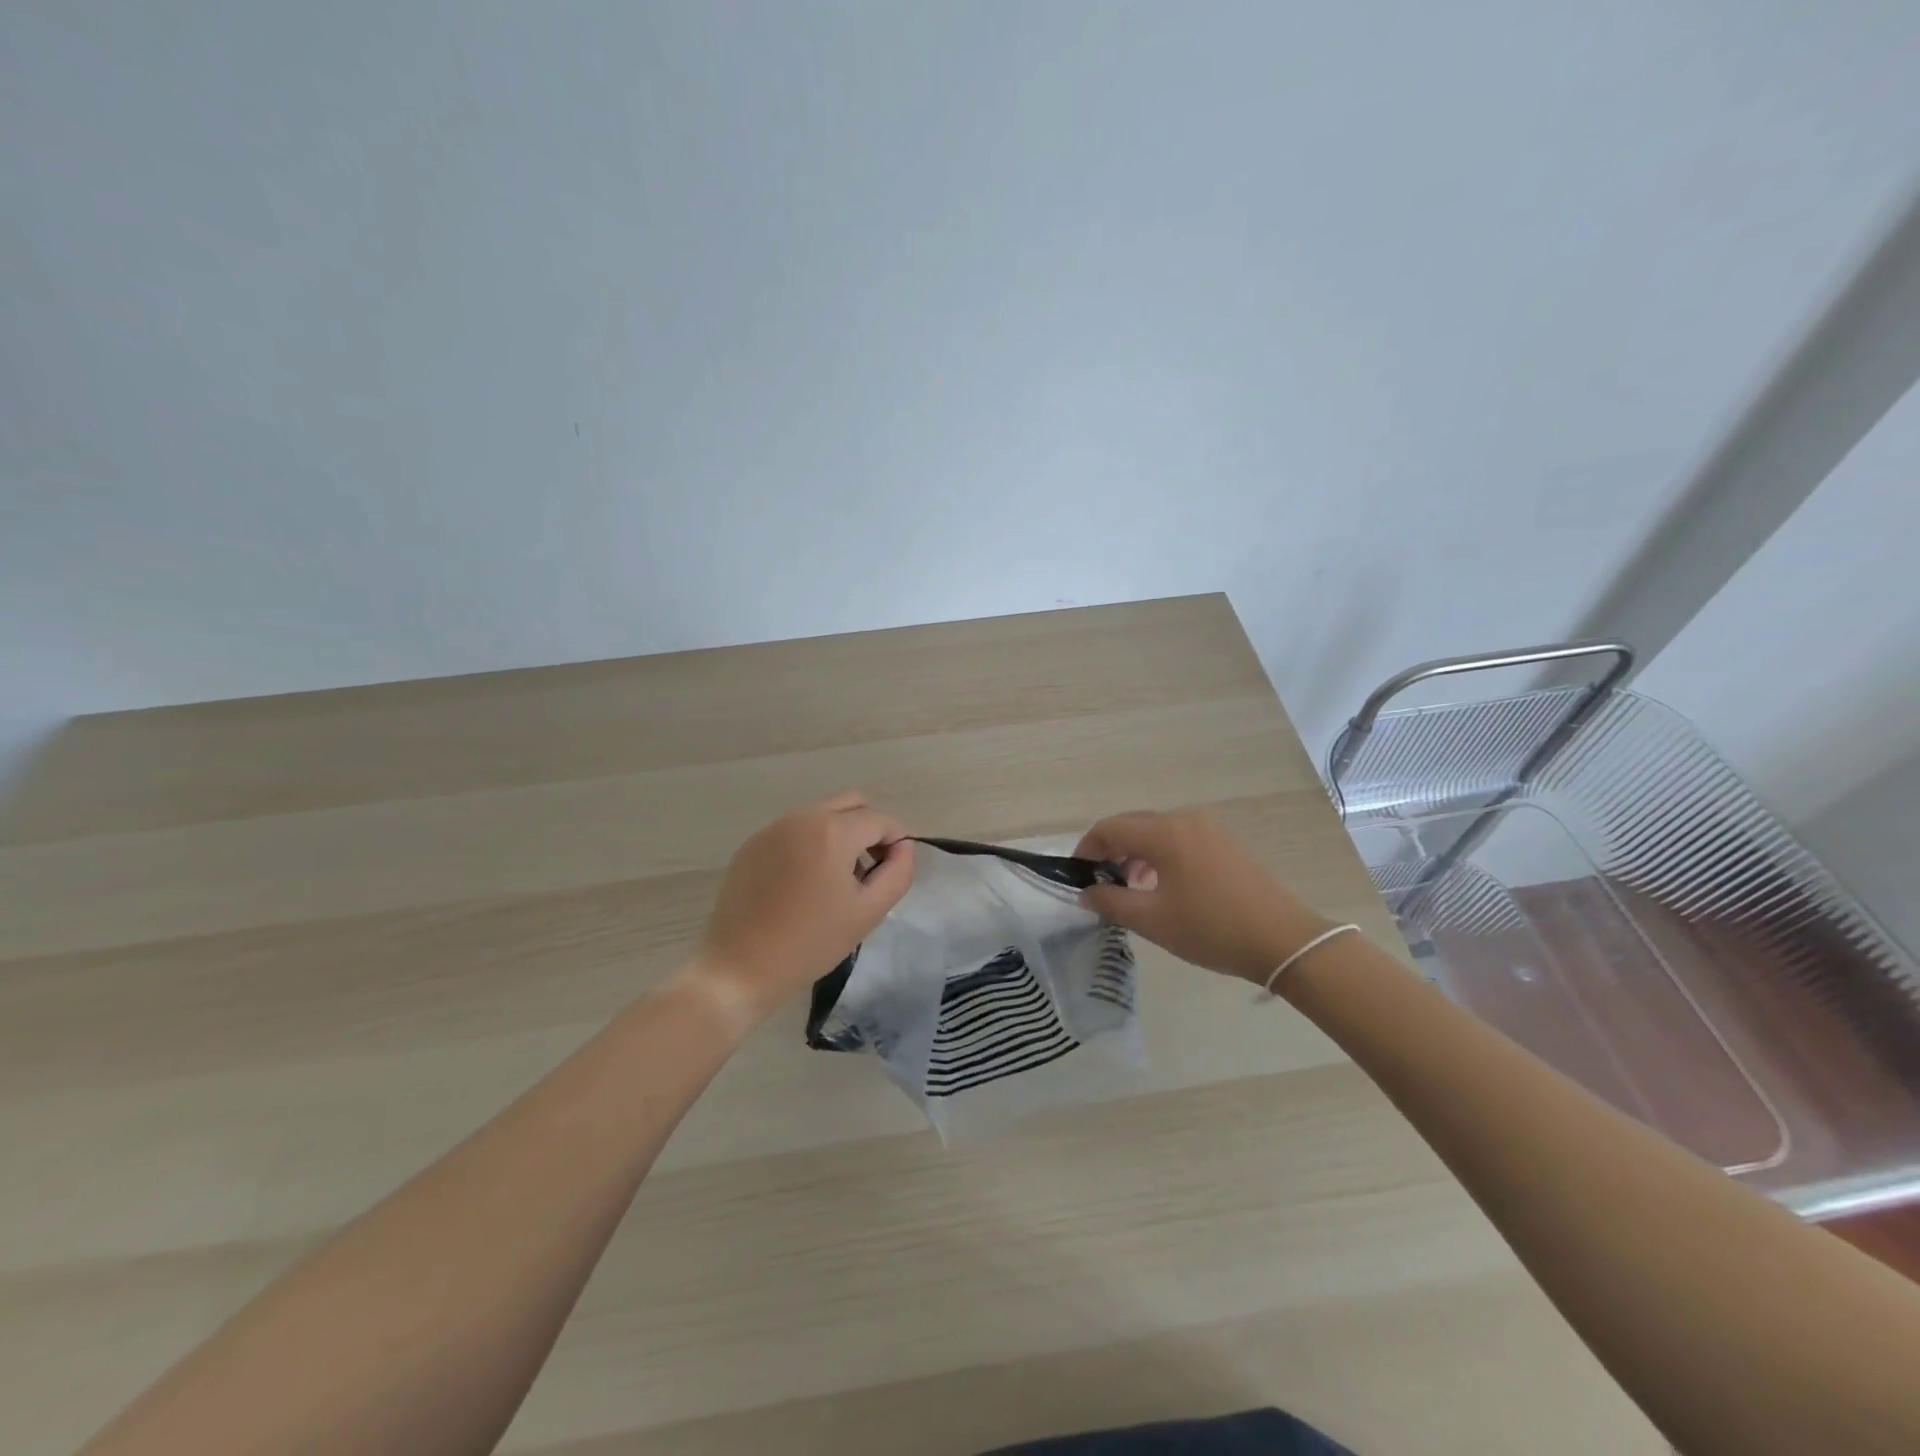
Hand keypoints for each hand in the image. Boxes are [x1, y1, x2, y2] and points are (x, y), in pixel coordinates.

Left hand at [692, 790, 914, 1019]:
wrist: (739, 968)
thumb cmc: (811, 943)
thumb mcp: (868, 912)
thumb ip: (898, 873)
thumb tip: (903, 848)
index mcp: (833, 831)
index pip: (881, 820)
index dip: (897, 842)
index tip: (893, 872)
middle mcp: (802, 817)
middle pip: (852, 803)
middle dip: (869, 828)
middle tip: (868, 869)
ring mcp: (773, 828)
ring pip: (822, 813)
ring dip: (840, 834)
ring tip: (835, 880)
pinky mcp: (752, 843)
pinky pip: (794, 829)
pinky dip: (811, 844)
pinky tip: (802, 885)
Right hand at [1075, 808, 1331, 983]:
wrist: (1286, 941)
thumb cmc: (1212, 929)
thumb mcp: (1153, 920)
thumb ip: (1111, 902)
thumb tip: (1086, 893)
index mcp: (1165, 832)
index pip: (1110, 828)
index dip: (1086, 849)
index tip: (1077, 877)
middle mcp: (1186, 818)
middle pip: (1133, 824)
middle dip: (1110, 851)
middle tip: (1100, 885)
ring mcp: (1210, 828)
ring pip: (1157, 831)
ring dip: (1135, 853)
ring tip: (1129, 888)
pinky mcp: (1227, 842)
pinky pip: (1180, 838)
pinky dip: (1160, 855)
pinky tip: (1161, 885)